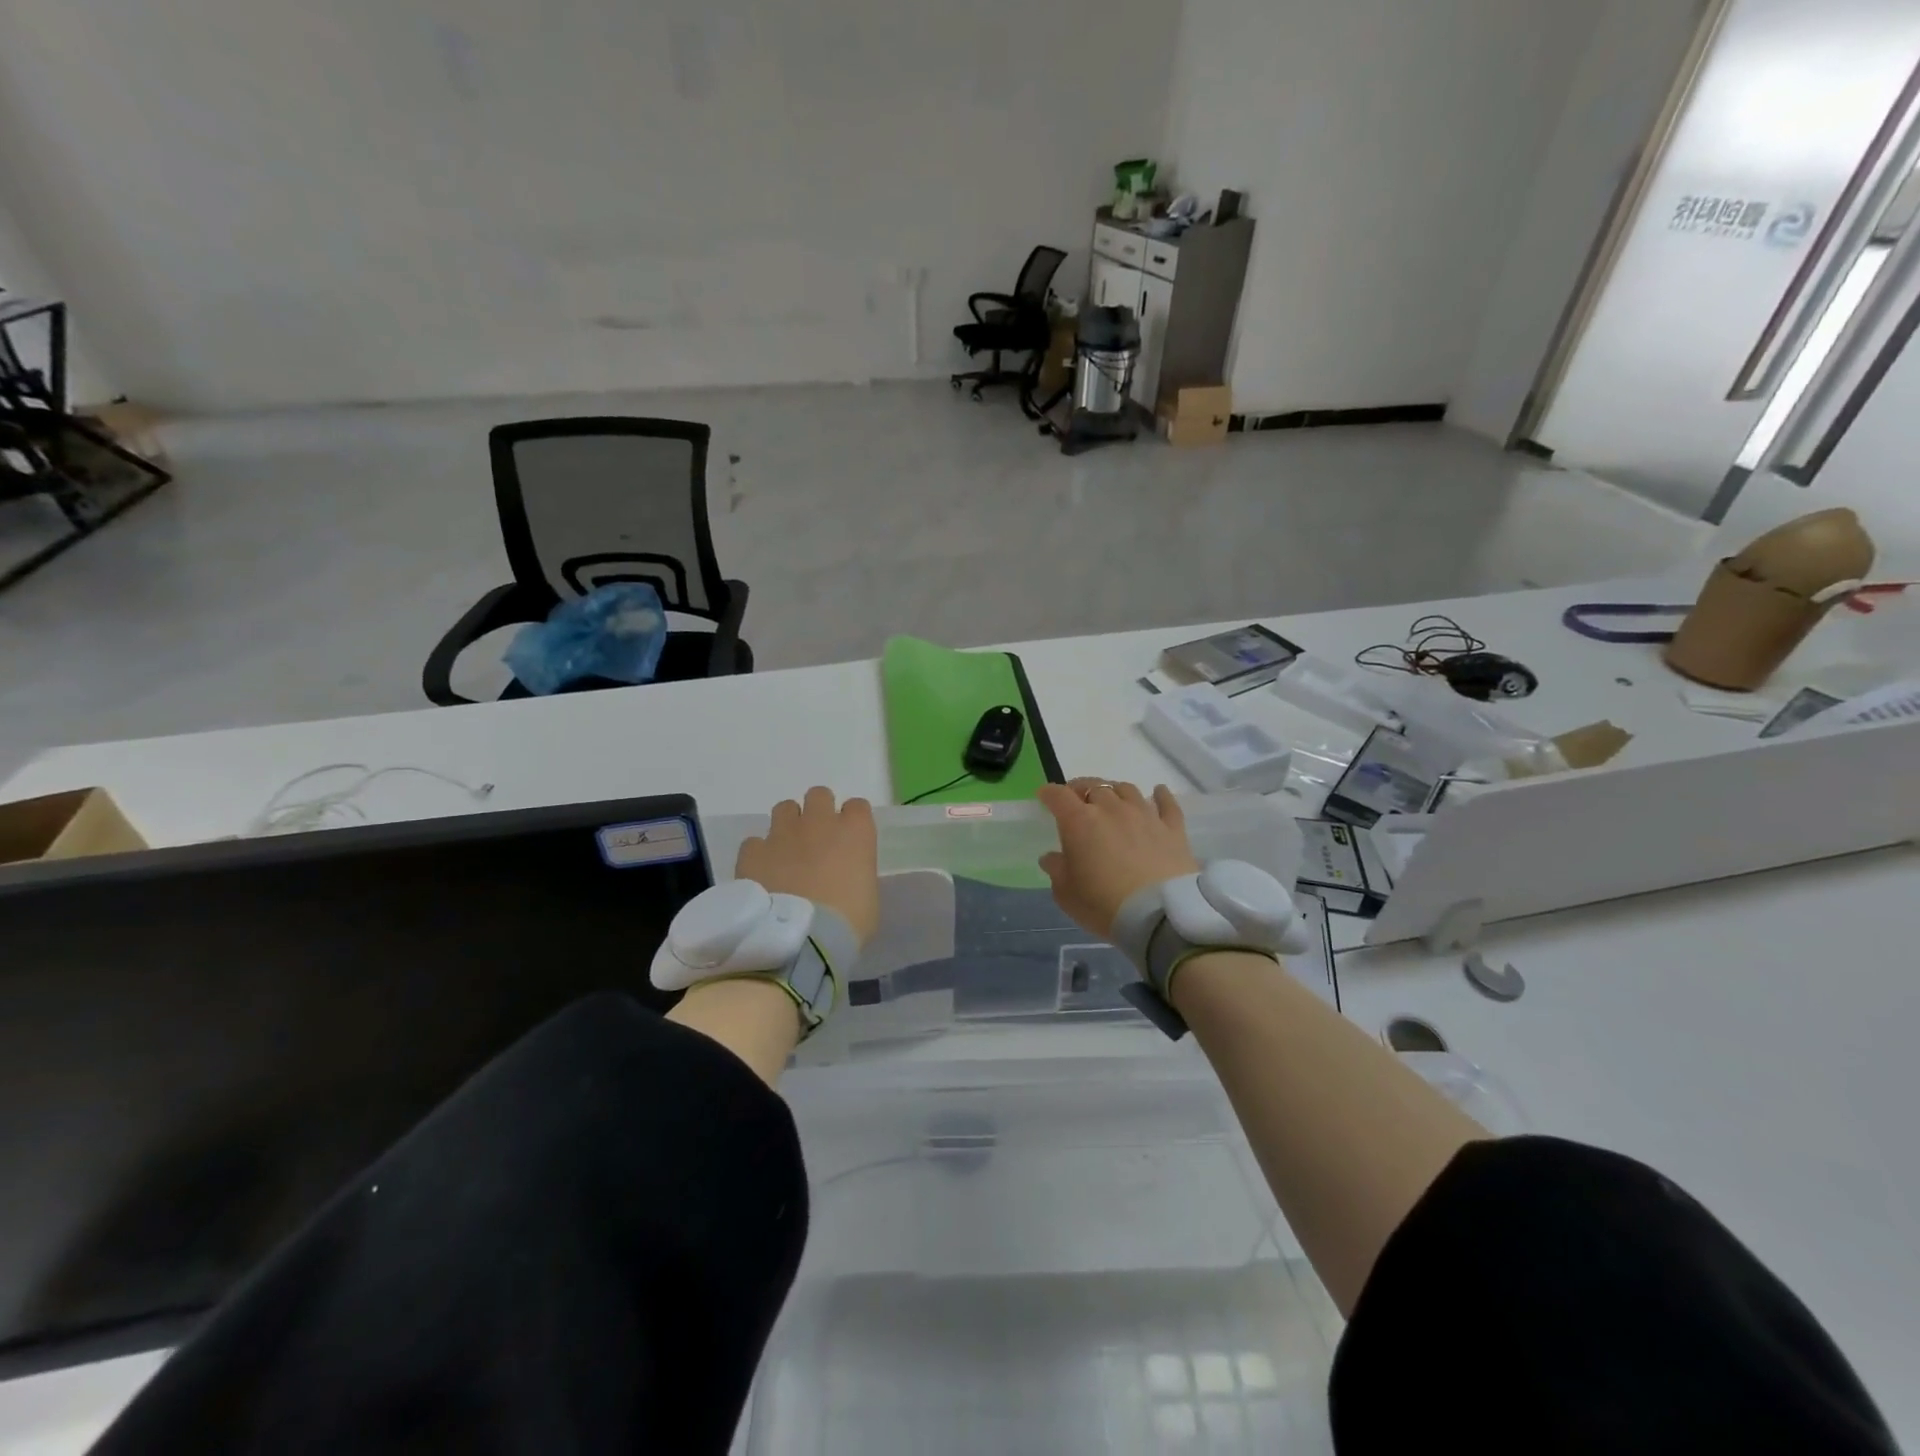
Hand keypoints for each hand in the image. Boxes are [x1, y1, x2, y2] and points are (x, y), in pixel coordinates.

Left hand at [736, 786, 879, 946]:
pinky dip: (759, 854)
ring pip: (784, 808)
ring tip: (786, 853)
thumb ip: (855, 874)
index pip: (857, 807)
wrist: (801, 941)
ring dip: (788, 825)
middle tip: (816, 840)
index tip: (849, 840)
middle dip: (818, 812)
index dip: (852, 822)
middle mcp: (819, 823)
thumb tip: (843, 876)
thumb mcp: (867, 897)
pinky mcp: (753, 852)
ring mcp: (783, 834)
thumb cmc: (848, 924)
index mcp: (855, 832)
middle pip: (819, 795)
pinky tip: (761, 874)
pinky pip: (754, 842)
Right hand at [1035, 780, 1198, 937]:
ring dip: (1114, 791)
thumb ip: (1057, 870)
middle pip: (1093, 786)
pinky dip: (1161, 794)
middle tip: (1077, 800)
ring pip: (1127, 789)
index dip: (1049, 793)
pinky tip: (1158, 791)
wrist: (1159, 917)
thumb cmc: (1104, 906)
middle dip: (1081, 790)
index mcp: (1080, 822)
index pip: (1059, 796)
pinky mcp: (1172, 828)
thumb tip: (1051, 857)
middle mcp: (1112, 809)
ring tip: (1111, 799)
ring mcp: (1144, 815)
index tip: (1044, 796)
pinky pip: (1167, 803)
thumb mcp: (1067, 895)